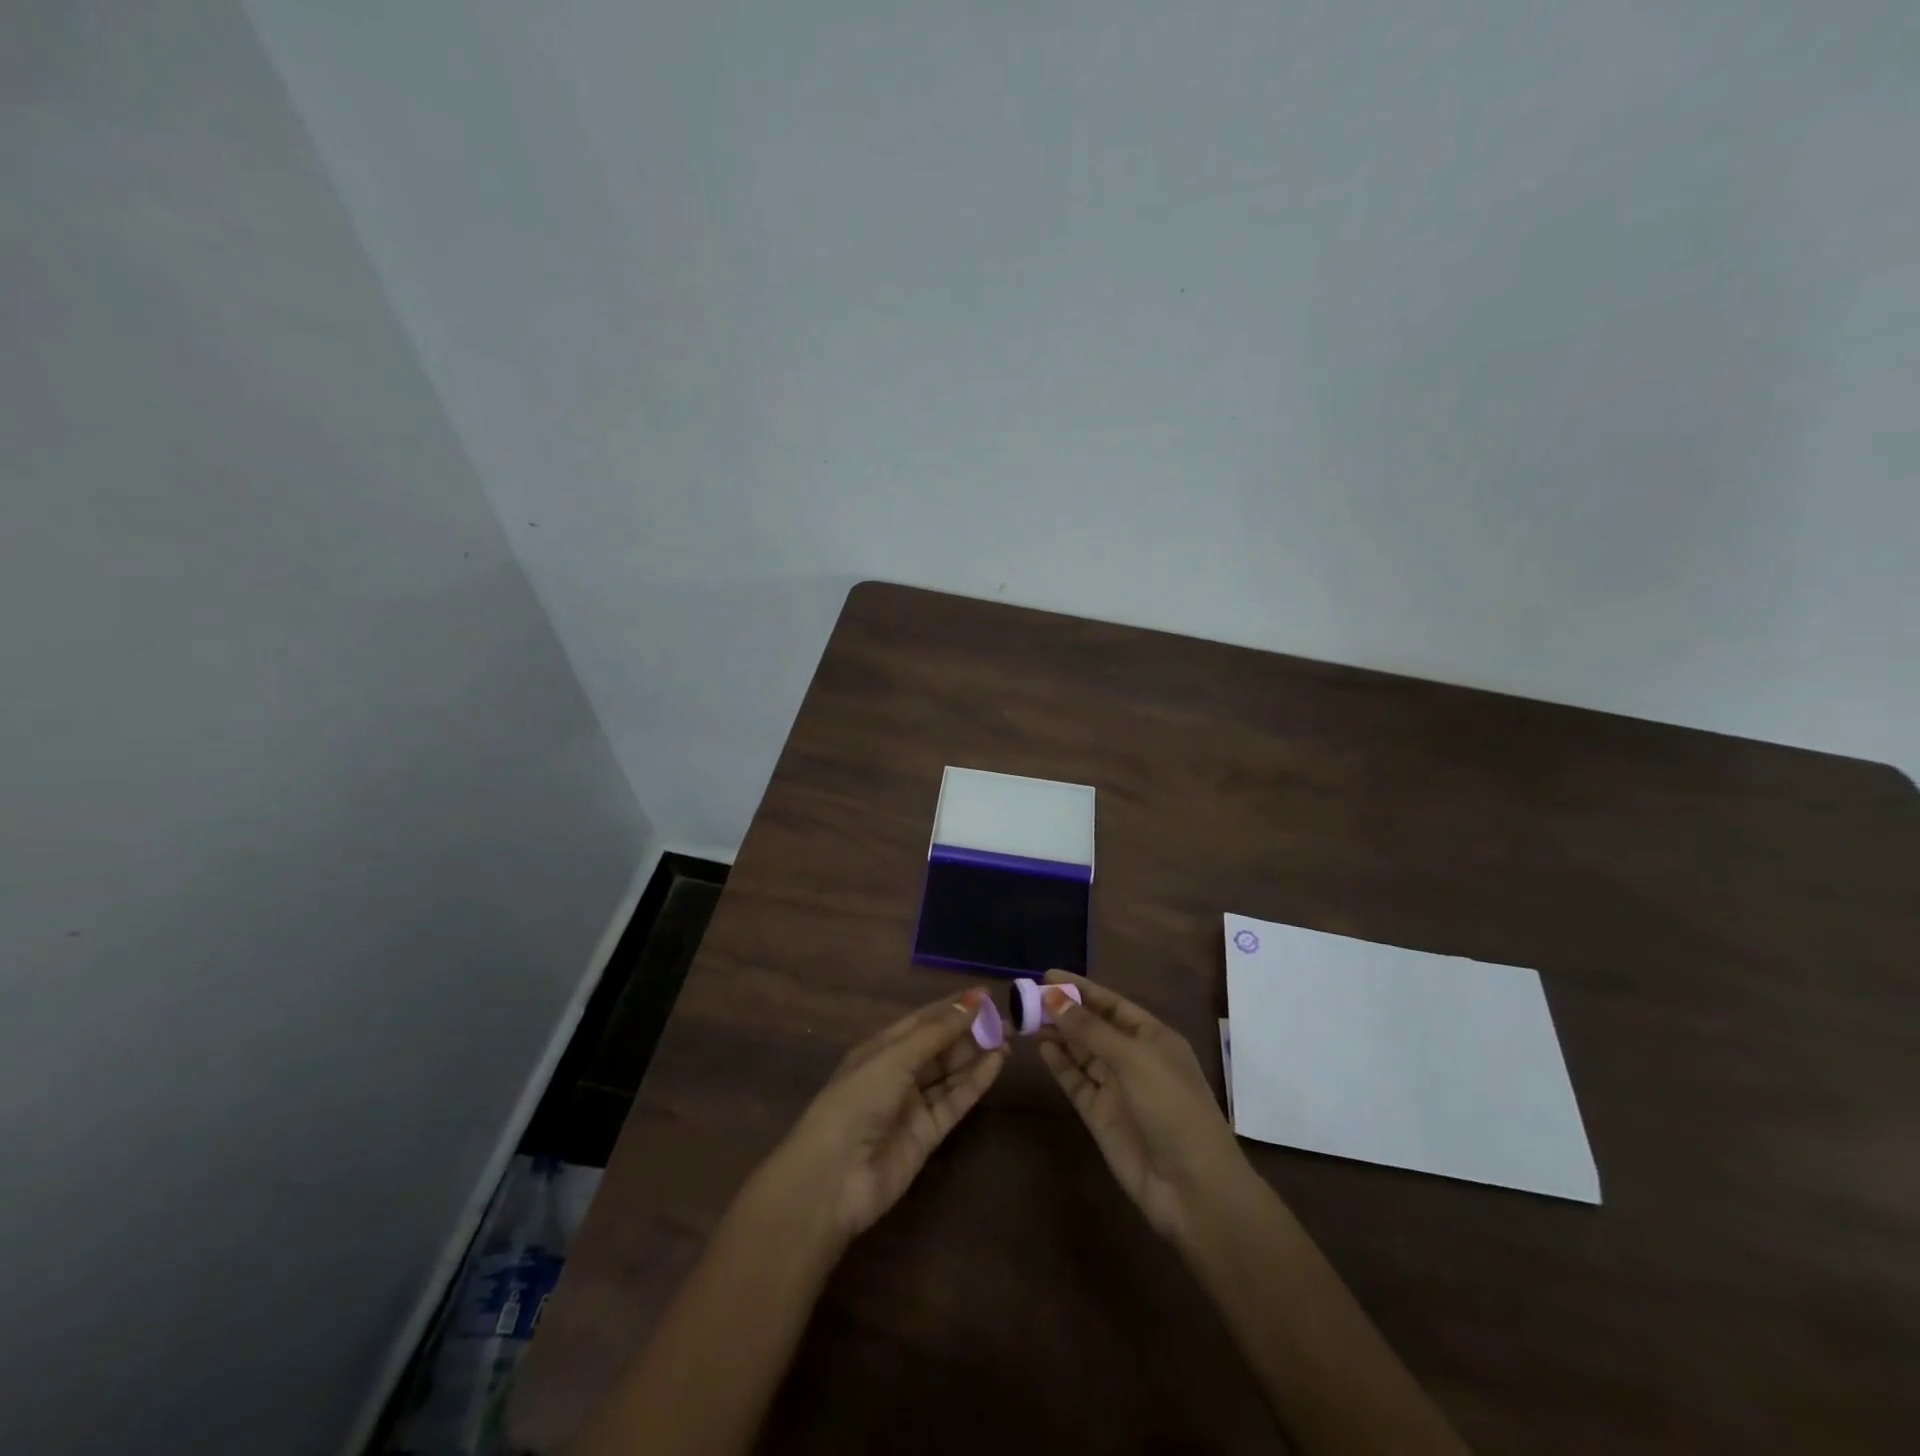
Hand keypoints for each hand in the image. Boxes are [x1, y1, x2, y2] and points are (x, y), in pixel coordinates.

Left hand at [761, 989, 1006, 1249]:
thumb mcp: (894, 1059)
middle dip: (970, 1030)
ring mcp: (913, 1104)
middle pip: (940, 1046)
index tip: (986, 994)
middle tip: (1007, 1017)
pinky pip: (955, 1101)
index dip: (953, 1007)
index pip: (923, 1020)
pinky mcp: (928, 1134)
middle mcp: (897, 1072)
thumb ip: (937, 1032)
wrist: (834, 1180)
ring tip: (1009, 1036)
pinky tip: (997, 1063)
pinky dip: (976, 1082)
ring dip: (977, 1054)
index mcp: (880, 1048)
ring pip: (950, 1073)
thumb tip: (974, 999)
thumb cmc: (856, 1102)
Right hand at [1037, 970, 1248, 1242]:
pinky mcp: (1100, 1116)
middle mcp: (1134, 1058)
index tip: (1046, 975)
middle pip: (1093, 1027)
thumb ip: (1090, 1029)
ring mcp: (1116, 1088)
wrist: (1192, 1187)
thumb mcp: (1133, 1059)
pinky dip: (1059, 1065)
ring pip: (1081, 1053)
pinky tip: (1040, 1048)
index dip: (1081, 989)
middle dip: (1064, 1011)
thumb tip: (1053, 997)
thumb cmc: (1172, 1107)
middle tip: (1026, 997)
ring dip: (1057, 1035)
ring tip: (1025, 1018)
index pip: (1112, 1004)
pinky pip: (1076, 1082)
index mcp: (1153, 1037)